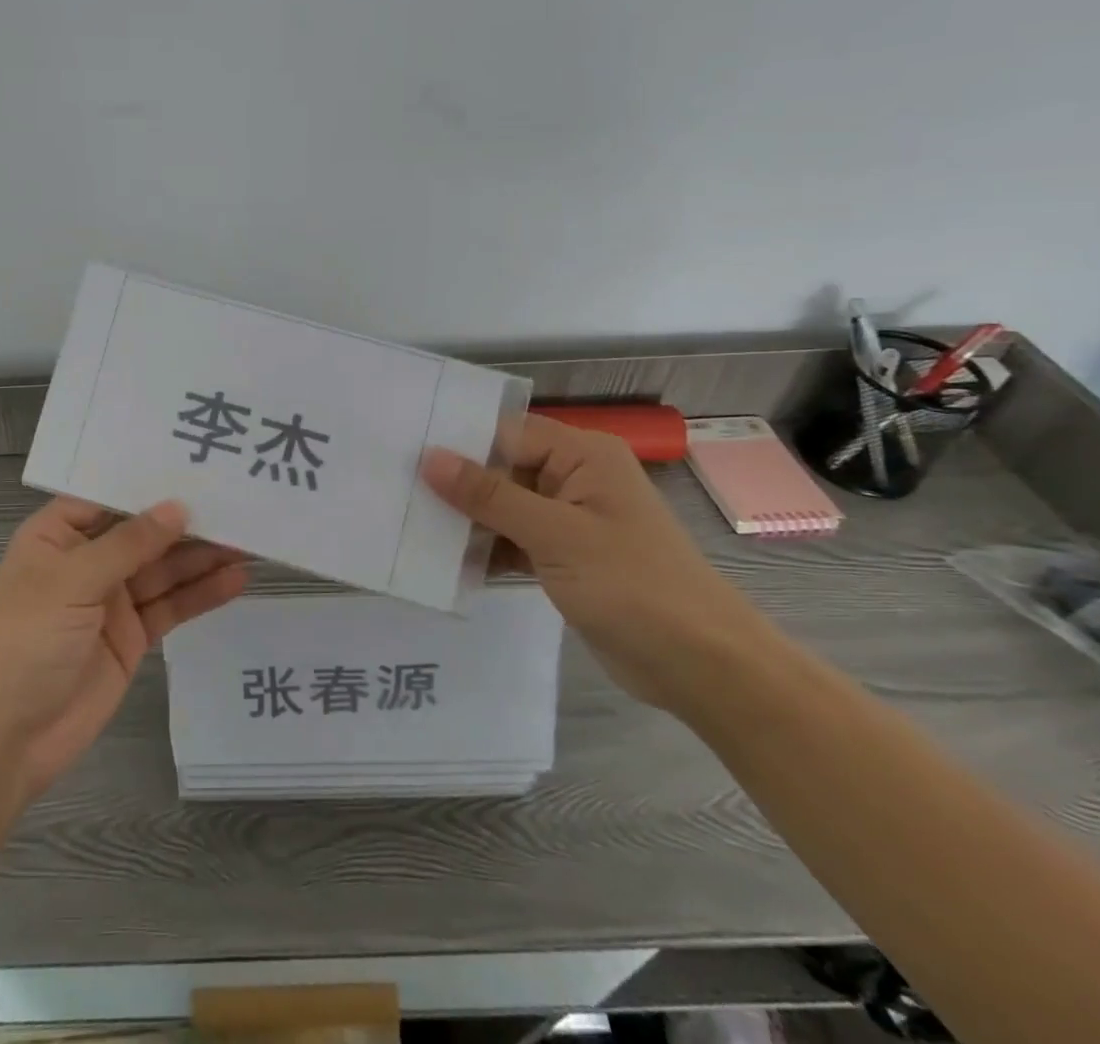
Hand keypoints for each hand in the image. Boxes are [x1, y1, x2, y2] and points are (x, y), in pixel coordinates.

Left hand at [0, 497, 247, 797]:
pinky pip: (171, 606)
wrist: (4, 739)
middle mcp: (86, 560)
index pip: (109, 496)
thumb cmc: (24, 641)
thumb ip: (128, 544)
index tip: (196, 463)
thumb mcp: (71, 581)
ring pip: (164, 568)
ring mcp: (111, 599)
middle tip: (238, 502)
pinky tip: (235, 579)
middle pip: (143, 532)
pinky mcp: (131, 636)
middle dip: (186, 520)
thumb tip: (178, 508)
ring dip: (202, 556)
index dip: (150, 481)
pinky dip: (201, 594)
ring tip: (249, 538)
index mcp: (58, 534)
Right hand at [422, 415, 769, 710]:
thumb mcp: (554, 535)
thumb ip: (489, 495)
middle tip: (396, 490)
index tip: (403, 452)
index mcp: (583, 455)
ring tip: (409, 524)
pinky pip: (513, 540)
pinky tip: (445, 561)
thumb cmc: (633, 585)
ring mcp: (570, 519)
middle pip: (502, 467)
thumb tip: (430, 458)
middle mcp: (575, 478)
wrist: (702, 667)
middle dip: (457, 483)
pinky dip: (486, 549)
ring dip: (467, 520)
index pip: (506, 432)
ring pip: (504, 506)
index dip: (458, 442)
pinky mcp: (565, 556)